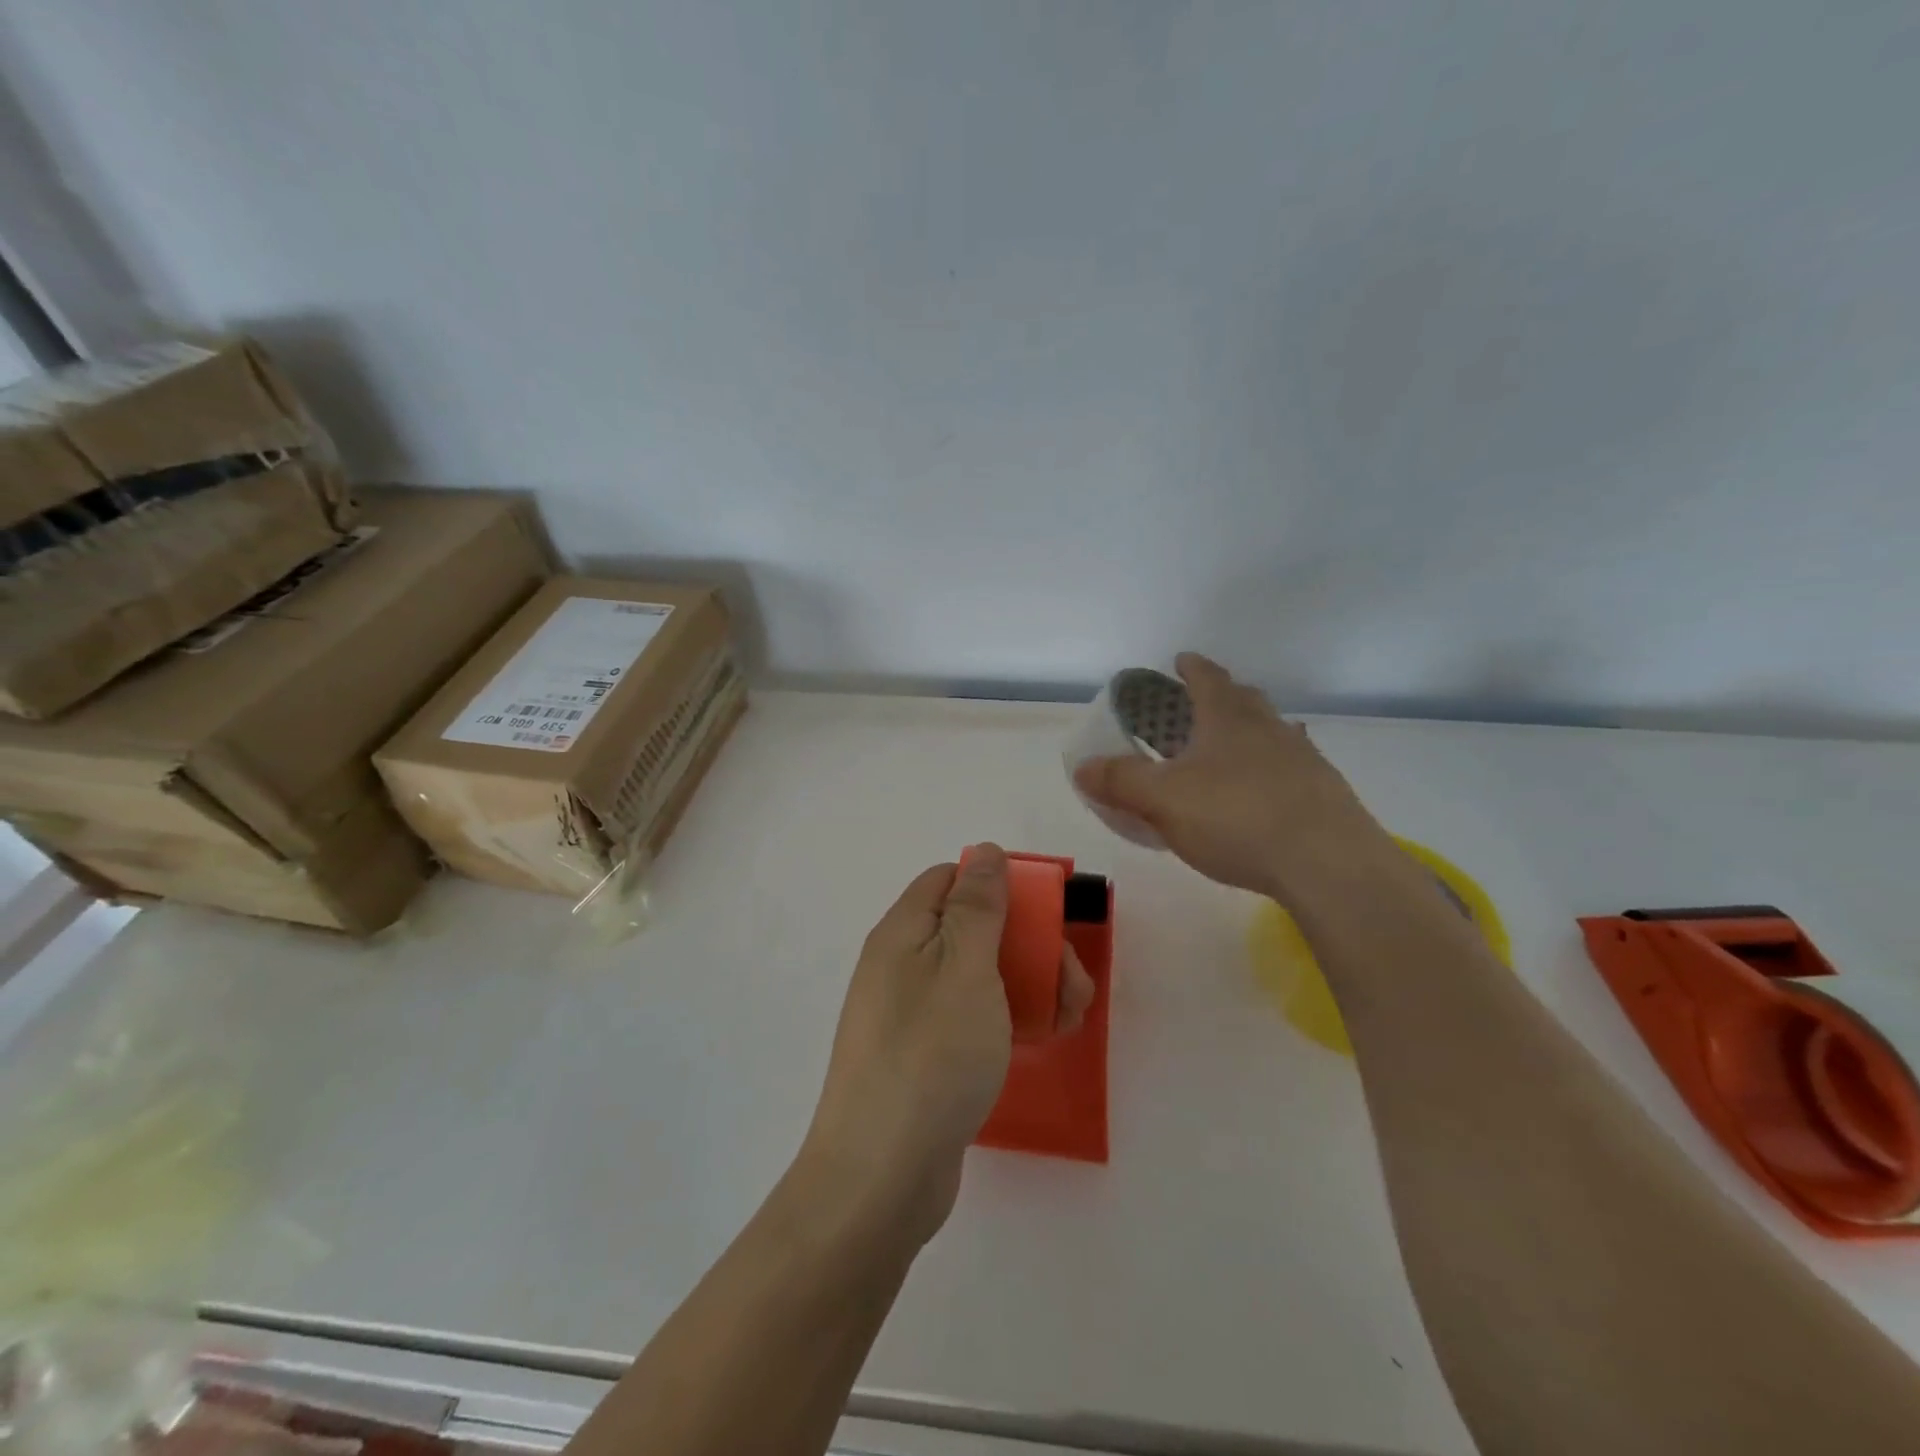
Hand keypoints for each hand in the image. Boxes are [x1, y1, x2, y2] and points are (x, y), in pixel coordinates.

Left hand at [802, 844, 1093, 1243]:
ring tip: (1068, 1018)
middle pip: (972, 929)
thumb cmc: (930, 1056)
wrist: (881, 1177)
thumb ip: (978, 905)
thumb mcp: (965, 967)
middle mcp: (901, 966)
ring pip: (979, 976)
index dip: (998, 886)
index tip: (1043, 915)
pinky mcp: (924, 1057)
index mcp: (902, 932)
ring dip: (1028, 985)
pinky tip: (1038, 1042)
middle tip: (1070, 983)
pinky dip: (1007, 1020)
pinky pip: (971, 1018)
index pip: (949, 880)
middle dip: (1029, 945)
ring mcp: (911, 1014)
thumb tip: (984, 852)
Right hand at [1074, 653, 1389, 902]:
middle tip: (1198, 707)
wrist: (1328, 864)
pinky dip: (1269, 773)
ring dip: (1249, 735)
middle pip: (1244, 700)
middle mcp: (1269, 728)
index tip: (1180, 660)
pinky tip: (1262, 796)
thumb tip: (1083, 767)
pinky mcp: (1325, 795)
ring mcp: (1304, 760)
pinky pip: (1290, 770)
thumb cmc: (1236, 818)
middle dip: (1221, 697)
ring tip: (1228, 752)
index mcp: (1228, 718)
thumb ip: (1120, 781)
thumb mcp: (1162, 800)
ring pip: (1272, 734)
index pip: (1207, 678)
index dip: (1191, 667)